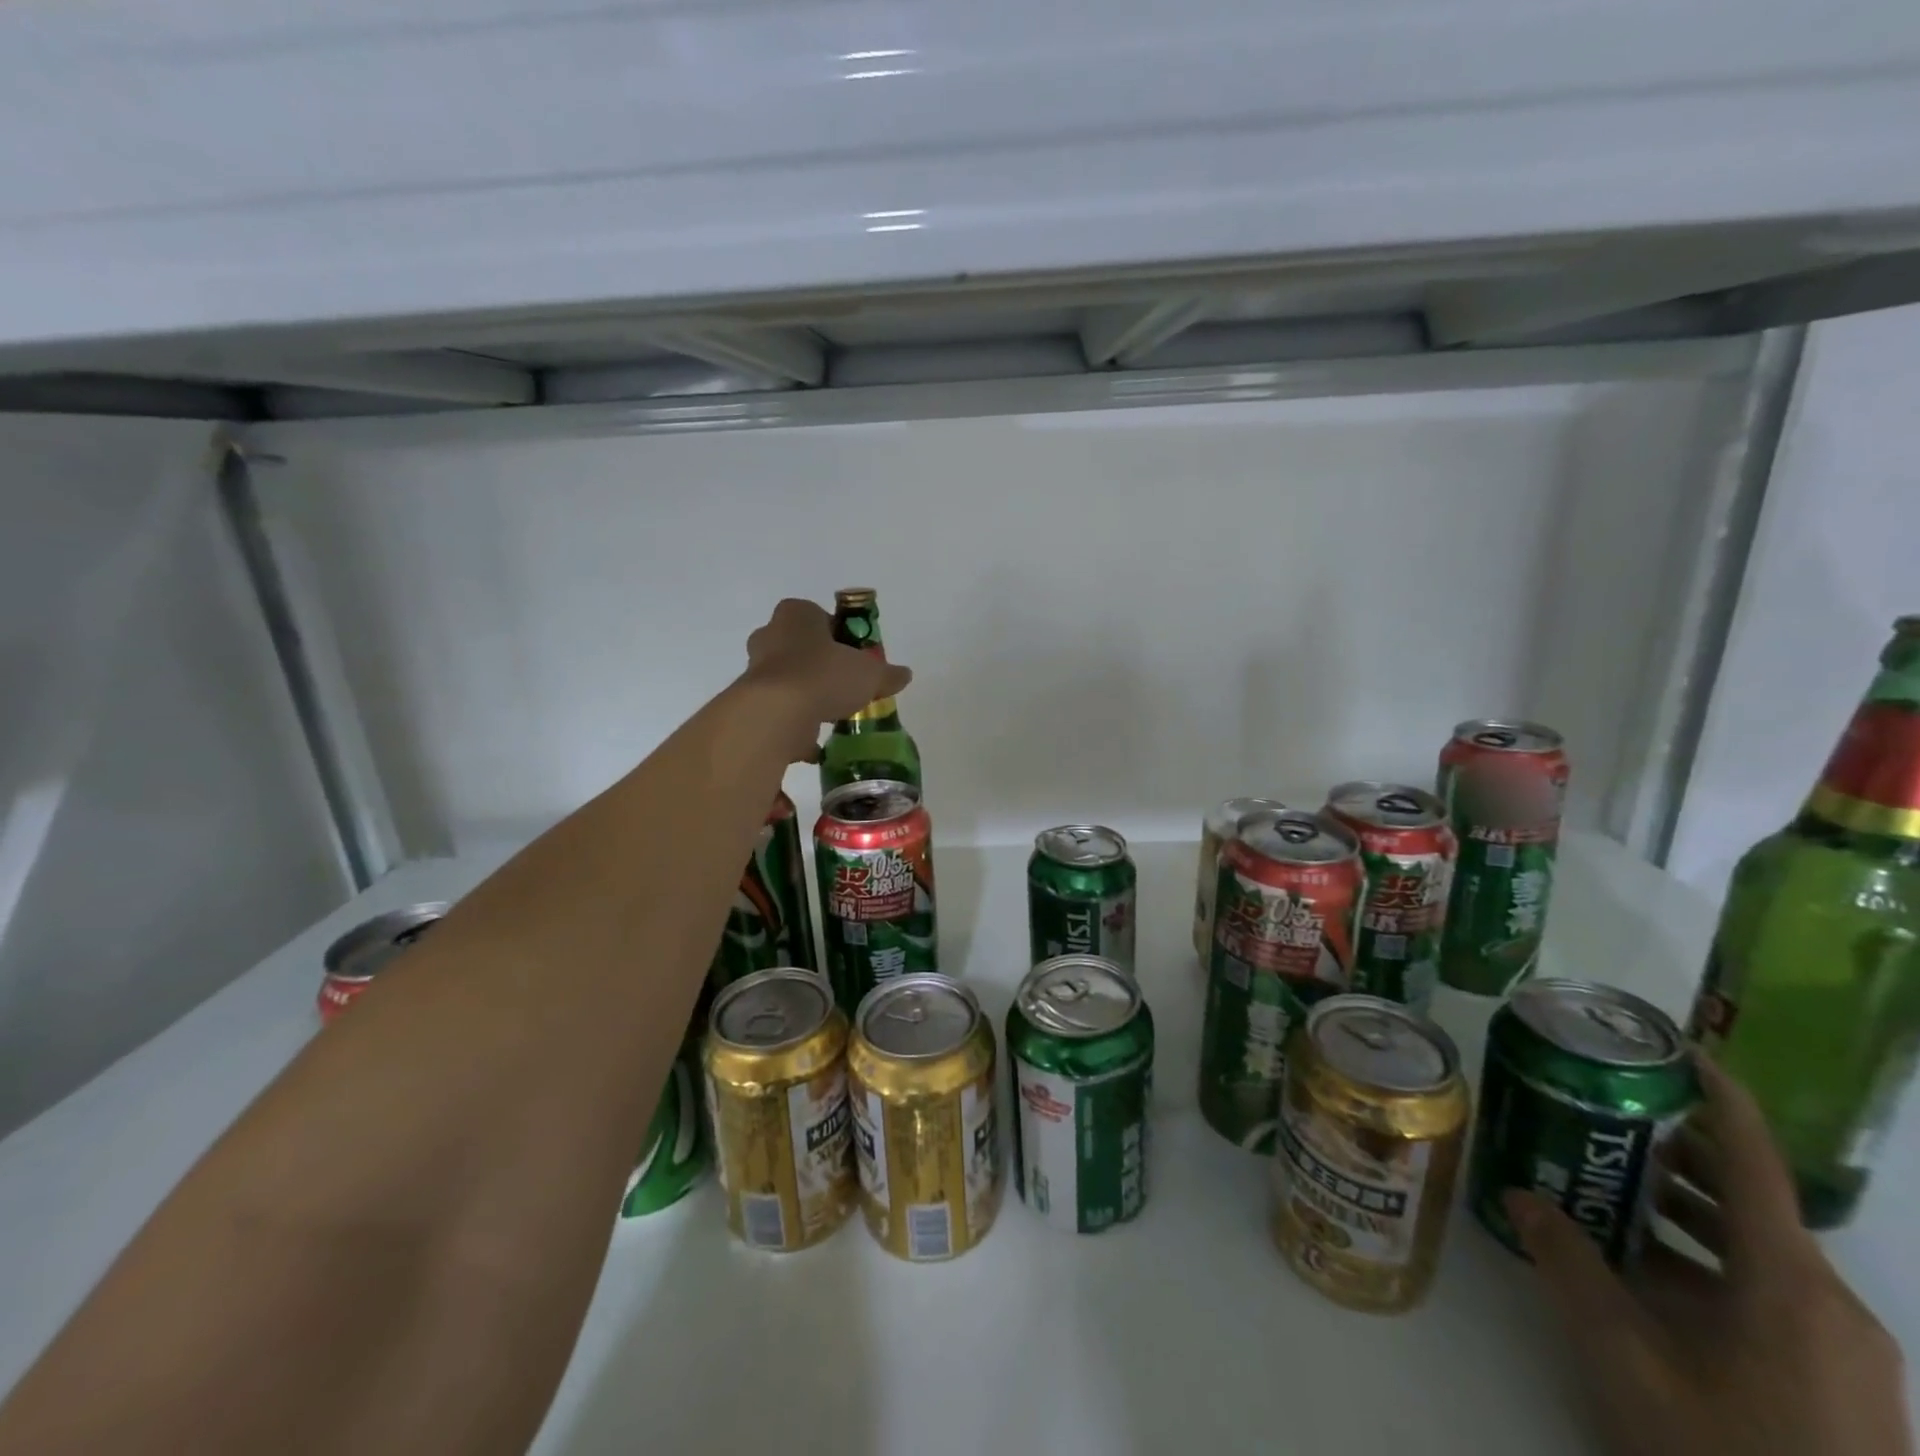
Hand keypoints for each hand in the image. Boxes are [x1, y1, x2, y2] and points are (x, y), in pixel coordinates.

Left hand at [739, 598, 911, 760]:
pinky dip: (795, 726)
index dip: (841, 636)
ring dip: (808, 695)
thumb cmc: (823, 675)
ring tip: (833, 714)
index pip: (820, 617)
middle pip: (802, 648)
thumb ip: (887, 673)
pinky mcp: (751, 704)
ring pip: (789, 680)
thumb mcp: (869, 673)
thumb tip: (904, 675)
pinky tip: (816, 743)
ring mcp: (756, 671)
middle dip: (822, 665)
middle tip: (846, 684)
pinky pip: (779, 713)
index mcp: (796, 614)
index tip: (856, 657)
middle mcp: (770, 635)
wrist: (776, 714)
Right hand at [1509, 1055, 1910, 1455]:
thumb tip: (1520, 1193)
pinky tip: (1646, 1270)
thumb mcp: (1624, 1354)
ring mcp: (1844, 1350)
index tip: (1673, 1046)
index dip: (1719, 1095)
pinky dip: (1707, 1260)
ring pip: (1757, 1248)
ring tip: (1606, 1179)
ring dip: (1685, 1208)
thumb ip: (1568, 1263)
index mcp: (1788, 1282)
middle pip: (1749, 1197)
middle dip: (1675, 1149)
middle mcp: (1830, 1302)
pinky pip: (1768, 1291)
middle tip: (1599, 1111)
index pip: (1753, 1159)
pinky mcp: (1840, 1384)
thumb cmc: (1723, 1449)